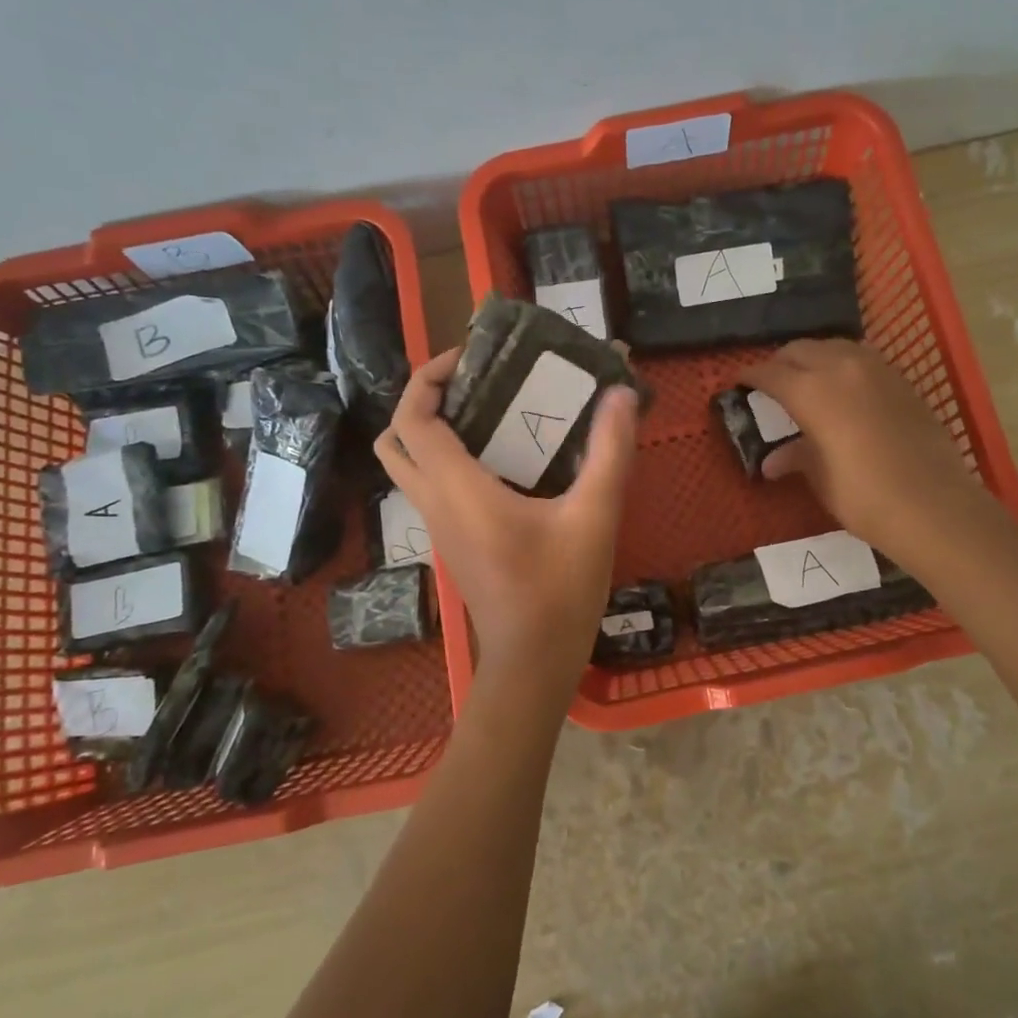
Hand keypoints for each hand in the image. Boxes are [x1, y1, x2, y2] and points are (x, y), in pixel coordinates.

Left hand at [374, 348, 638, 687]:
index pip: (413, 419)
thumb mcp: (595, 516)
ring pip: (407, 465)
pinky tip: (502, 459)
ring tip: (488, 412)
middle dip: (422, 401)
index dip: (429, 378)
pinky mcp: (451, 542)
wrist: (534, 660)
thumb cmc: (560, 589)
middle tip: (472, 384)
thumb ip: (610, 451)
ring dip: (431, 430)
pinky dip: (447, 458)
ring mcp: (438, 526)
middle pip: (395, 439)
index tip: (469, 358)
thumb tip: (622, 393)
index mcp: (458, 489)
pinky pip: (430, 486)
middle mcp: (435, 503)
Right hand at [746, 339, 979, 568]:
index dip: (750, 376)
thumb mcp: (821, 477)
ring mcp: (877, 370)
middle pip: (800, 350)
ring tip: (807, 380)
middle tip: (771, 383)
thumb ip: (796, 457)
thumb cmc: (864, 496)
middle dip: (780, 362)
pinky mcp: (902, 381)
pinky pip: (863, 359)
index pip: (770, 373)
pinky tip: (845, 388)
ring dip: (814, 357)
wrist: (934, 505)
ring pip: (834, 347)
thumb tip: (771, 462)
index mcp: (811, 391)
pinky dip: (844, 365)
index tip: (738, 383)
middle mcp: (841, 368)